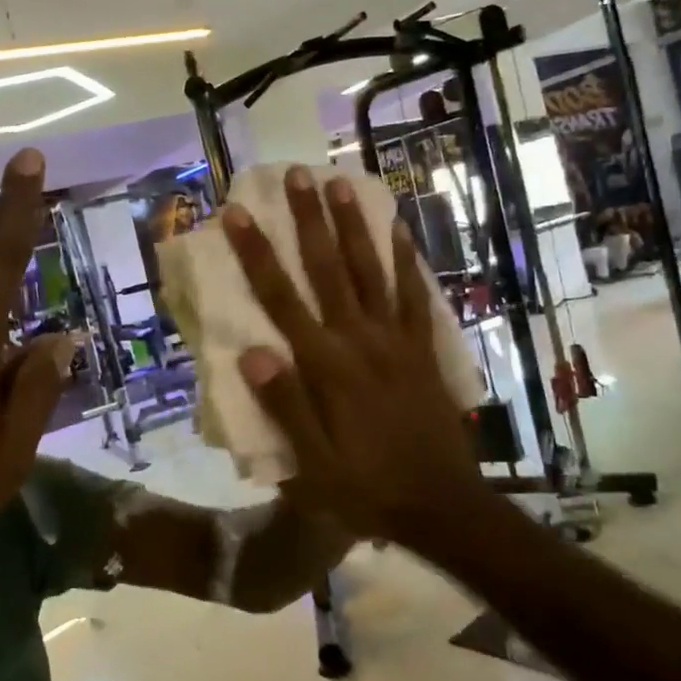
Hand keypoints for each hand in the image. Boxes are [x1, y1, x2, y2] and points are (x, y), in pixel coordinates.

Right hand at [223, 167, 481, 543]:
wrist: (442, 505)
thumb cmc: (366, 489)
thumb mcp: (312, 466)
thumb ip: (284, 406)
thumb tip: (251, 352)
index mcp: (325, 365)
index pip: (281, 298)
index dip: (257, 253)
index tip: (238, 214)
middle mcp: (359, 339)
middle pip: (328, 268)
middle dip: (309, 219)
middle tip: (297, 175)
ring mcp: (395, 339)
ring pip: (371, 270)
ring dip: (354, 225)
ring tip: (341, 183)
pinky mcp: (422, 348)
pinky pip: (415, 296)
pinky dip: (407, 261)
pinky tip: (400, 230)